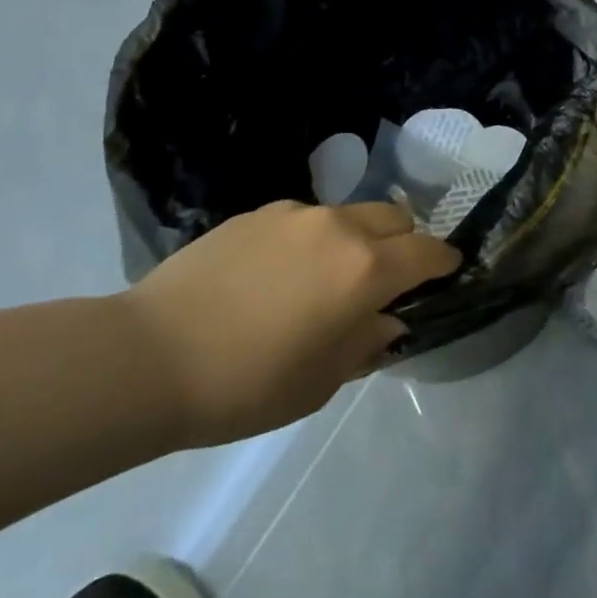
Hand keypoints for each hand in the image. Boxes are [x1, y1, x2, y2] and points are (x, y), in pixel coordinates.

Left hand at [119, 200, 459, 446]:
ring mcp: (294, 214)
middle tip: (385, 280)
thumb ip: (366, 342)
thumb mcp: (320, 382)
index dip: (444, 262)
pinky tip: (276, 276)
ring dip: (355, 240)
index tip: (446, 273)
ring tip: (324, 279)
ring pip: (348, 215)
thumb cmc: (246, 384)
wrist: (149, 357)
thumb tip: (386, 320)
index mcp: (365, 269)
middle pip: (394, 217)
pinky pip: (303, 220)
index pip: (426, 252)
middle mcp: (338, 227)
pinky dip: (311, 240)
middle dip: (403, 243)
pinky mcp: (256, 212)